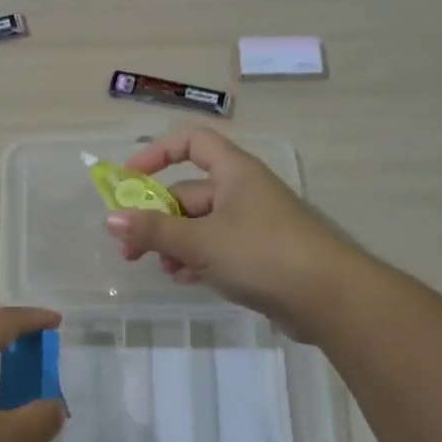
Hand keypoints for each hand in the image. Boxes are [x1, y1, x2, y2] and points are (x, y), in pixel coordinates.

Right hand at [105, 127, 351, 340]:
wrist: (331, 299)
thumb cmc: (263, 254)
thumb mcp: (201, 241)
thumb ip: (154, 230)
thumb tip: (110, 218)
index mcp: (234, 172)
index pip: (192, 142)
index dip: (158, 153)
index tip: (130, 178)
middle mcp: (243, 191)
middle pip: (189, 192)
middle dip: (157, 219)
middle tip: (130, 249)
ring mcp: (253, 224)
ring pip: (200, 225)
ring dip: (175, 244)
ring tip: (164, 270)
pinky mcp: (259, 255)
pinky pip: (217, 248)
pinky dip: (197, 260)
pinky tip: (186, 280)